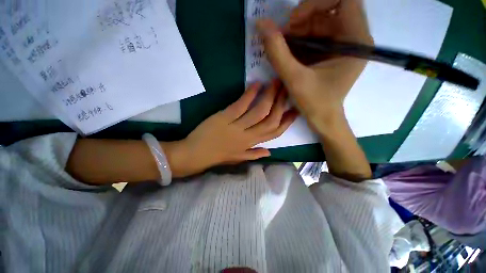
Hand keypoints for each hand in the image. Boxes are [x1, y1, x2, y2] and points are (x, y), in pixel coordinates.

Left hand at [173, 81, 297, 176]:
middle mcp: (248, 136)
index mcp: (251, 144)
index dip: (286, 122)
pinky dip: (249, 94)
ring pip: (259, 111)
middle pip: (270, 120)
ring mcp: (236, 126)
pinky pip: (240, 105)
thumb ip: (254, 154)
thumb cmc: (217, 156)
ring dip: (269, 96)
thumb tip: (270, 152)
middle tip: (287, 89)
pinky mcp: (224, 117)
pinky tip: (256, 84)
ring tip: (275, 82)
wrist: (195, 155)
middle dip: (281, 104)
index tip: (295, 110)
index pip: (274, 133)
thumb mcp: (238, 158)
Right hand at [257, 0, 372, 131]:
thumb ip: (278, 53)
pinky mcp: (332, 52)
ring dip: (298, 31)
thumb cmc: (315, 103)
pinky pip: (315, 35)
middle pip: (328, 11)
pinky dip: (299, 40)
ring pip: (320, 22)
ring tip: (282, 46)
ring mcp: (343, 44)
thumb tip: (261, 25)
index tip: (294, 21)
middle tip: (282, 36)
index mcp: (356, 40)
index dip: (317, 3)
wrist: (322, 119)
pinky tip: (288, 51)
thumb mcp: (294, 79)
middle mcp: (354, 37)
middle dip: (302, 20)